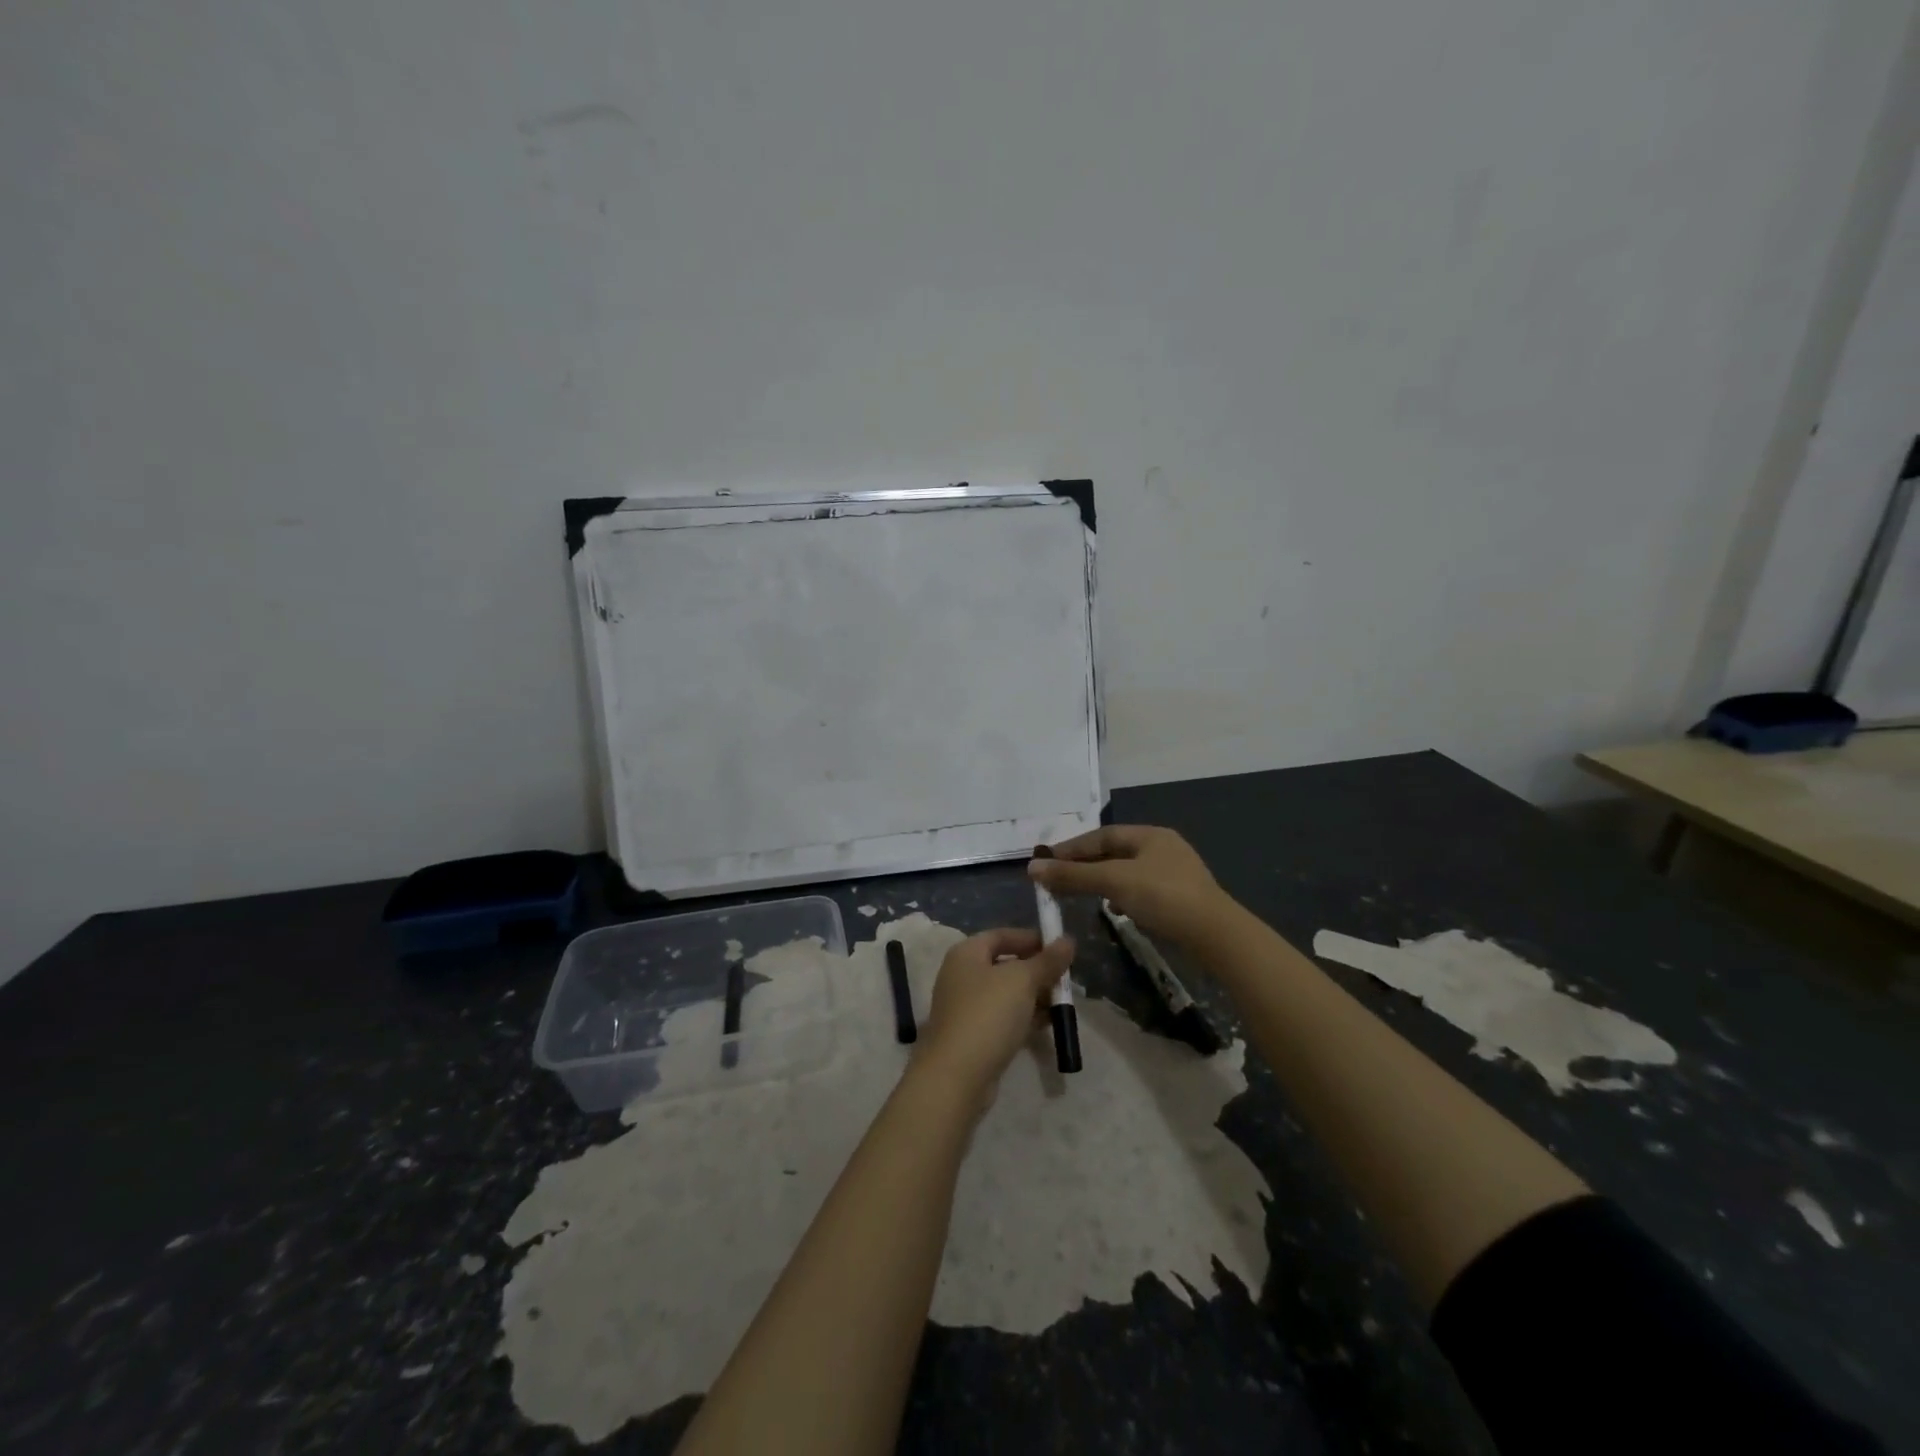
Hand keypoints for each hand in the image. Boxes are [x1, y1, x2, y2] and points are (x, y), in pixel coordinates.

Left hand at [916, 928, 1074, 1100]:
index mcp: (967, 954)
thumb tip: (1068, 940)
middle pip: (1005, 964)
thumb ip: (1047, 960)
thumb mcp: (1023, 981)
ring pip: (1007, 993)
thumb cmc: (988, 1014)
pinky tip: (1048, 1024)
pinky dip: (1025, 1017)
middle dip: (1037, 970)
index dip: (1031, 938)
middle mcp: (962, 975)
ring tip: (1062, 1003)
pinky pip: (1004, 1017)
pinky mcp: (973, 1034)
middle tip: (1066, 979)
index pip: (1002, 935)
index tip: (1060, 949)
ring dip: (1034, 996)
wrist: (956, 1075)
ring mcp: (966, 1007)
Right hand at [1029, 825, 1230, 947]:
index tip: (1045, 862)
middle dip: (1084, 866)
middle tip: (1057, 879)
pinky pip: (1140, 891)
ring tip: (1080, 894)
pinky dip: (1121, 897)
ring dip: (1102, 881)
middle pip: (1113, 853)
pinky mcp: (1179, 899)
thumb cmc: (1163, 897)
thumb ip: (1074, 874)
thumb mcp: (1114, 881)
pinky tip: (1115, 910)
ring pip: (1126, 873)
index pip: (1101, 836)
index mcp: (1150, 835)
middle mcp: (1162, 848)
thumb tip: (1032, 867)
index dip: (1071, 848)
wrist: (1215, 935)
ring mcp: (1173, 874)